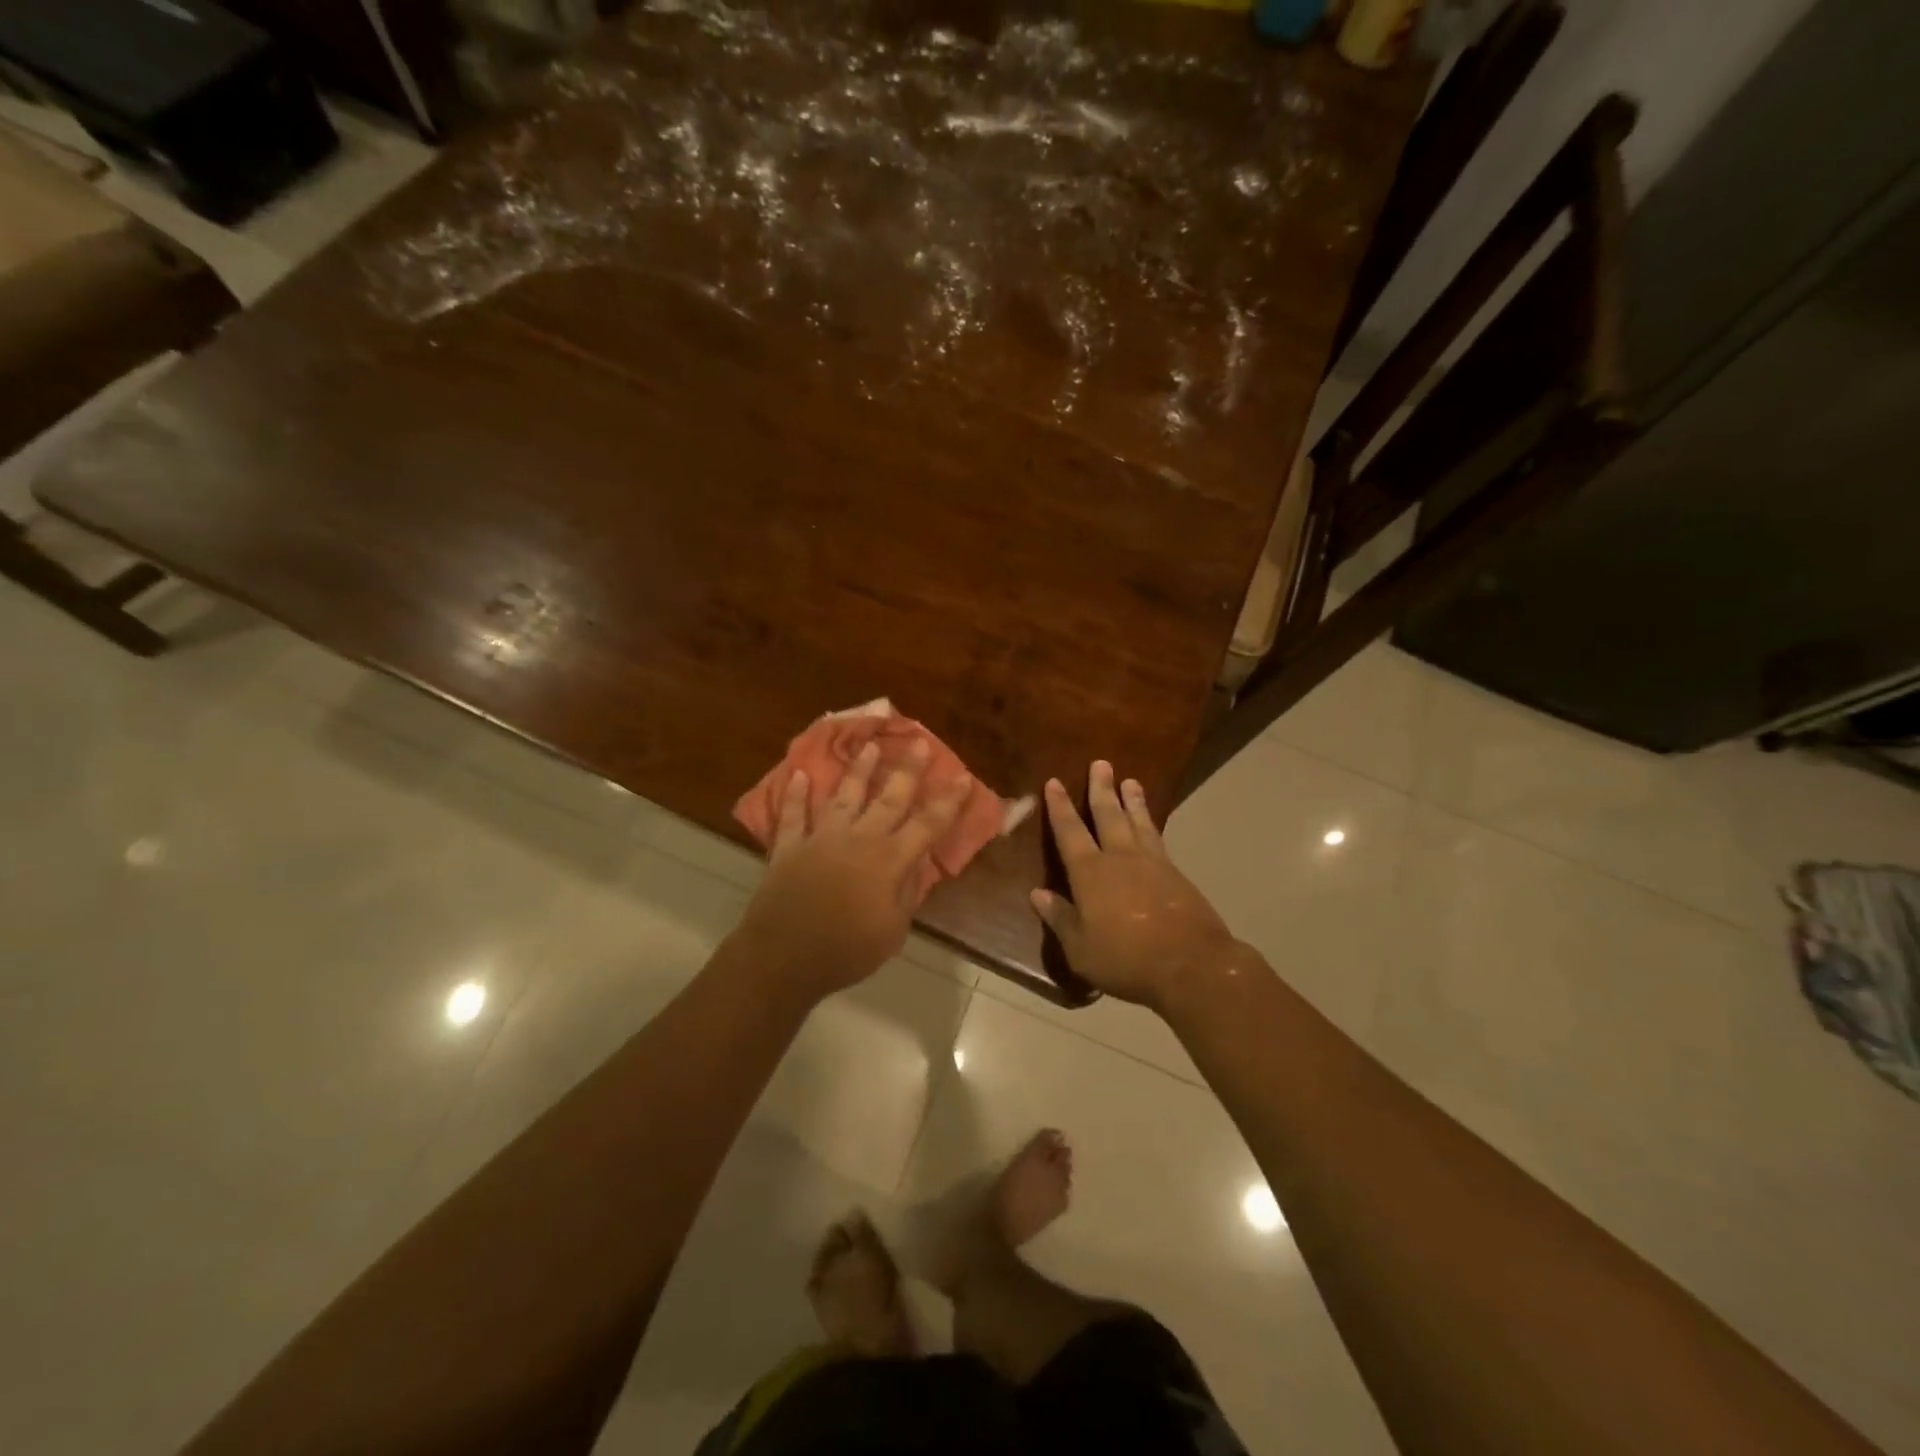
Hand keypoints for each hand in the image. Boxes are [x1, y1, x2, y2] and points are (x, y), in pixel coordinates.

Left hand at [736, 739, 970, 1001]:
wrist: (785, 956)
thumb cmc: (846, 950)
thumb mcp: (892, 931)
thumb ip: (906, 894)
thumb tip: (916, 865)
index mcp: (889, 861)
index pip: (928, 825)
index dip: (948, 801)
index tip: (962, 776)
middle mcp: (859, 839)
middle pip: (889, 798)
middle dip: (907, 770)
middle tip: (918, 741)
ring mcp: (821, 838)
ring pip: (844, 796)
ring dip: (858, 770)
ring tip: (869, 746)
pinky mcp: (789, 847)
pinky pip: (793, 816)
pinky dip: (795, 796)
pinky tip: (798, 775)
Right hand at [1030, 761, 1243, 1012]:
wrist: (1190, 964)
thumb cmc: (1126, 959)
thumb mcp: (1080, 948)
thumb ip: (1060, 918)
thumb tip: (1037, 894)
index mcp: (1090, 873)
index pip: (1070, 832)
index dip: (1060, 807)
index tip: (1054, 782)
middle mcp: (1120, 858)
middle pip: (1108, 815)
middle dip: (1101, 789)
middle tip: (1102, 763)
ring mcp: (1152, 863)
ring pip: (1138, 822)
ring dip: (1132, 800)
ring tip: (1130, 780)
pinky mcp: (1176, 874)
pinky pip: (1158, 838)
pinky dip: (1151, 824)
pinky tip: (1151, 823)